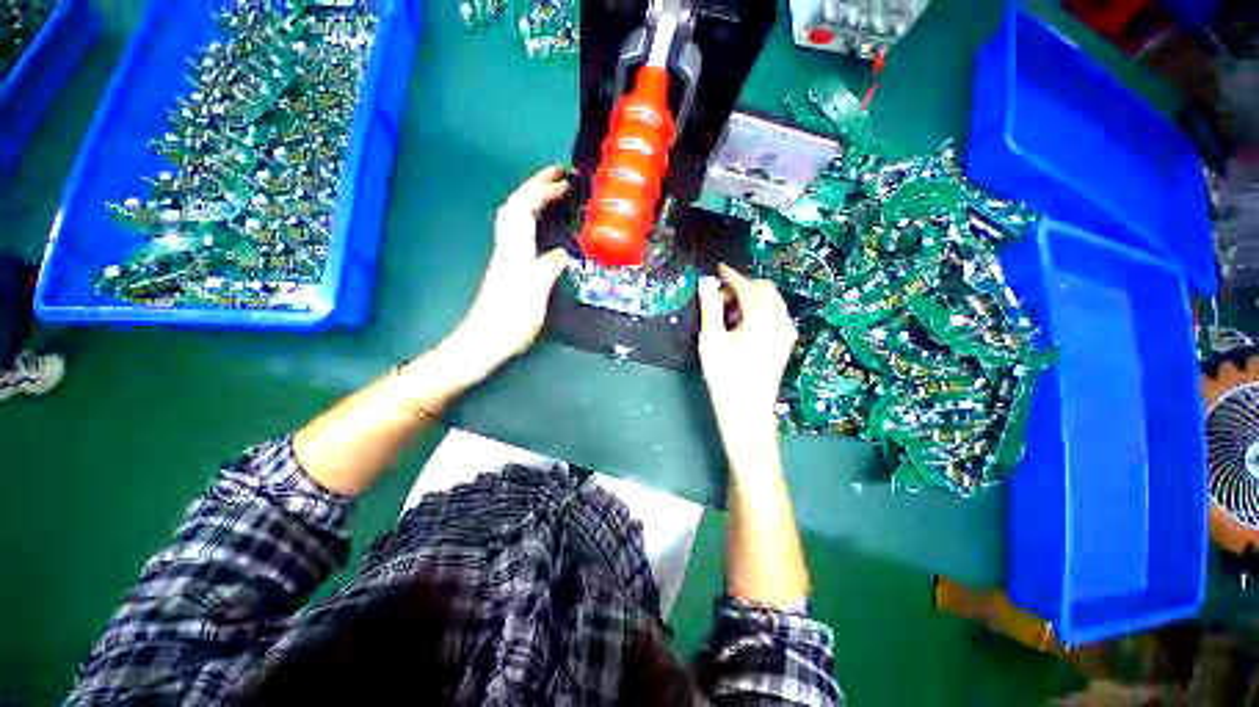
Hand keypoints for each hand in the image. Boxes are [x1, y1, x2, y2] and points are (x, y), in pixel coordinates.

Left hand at [441, 166, 571, 379]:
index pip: (523, 209)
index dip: (541, 191)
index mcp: (514, 253)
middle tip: (560, 176)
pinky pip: (520, 233)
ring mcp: (506, 259)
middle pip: (515, 207)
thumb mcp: (533, 299)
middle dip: (536, 186)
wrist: (480, 345)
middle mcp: (507, 250)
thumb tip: (564, 252)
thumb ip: (547, 271)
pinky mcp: (508, 269)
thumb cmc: (507, 325)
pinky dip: (533, 219)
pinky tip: (544, 226)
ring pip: (515, 218)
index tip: (564, 181)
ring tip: (555, 193)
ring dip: (533, 199)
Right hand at [697, 264, 796, 440]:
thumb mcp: (711, 339)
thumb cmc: (725, 374)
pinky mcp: (785, 344)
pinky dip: (761, 310)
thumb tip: (707, 283)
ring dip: (752, 298)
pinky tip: (744, 324)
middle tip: (720, 297)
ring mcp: (786, 332)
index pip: (748, 286)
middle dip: (743, 286)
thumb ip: (710, 307)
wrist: (746, 409)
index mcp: (762, 317)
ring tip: (730, 312)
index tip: (718, 269)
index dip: (731, 276)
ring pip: (773, 301)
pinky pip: (776, 315)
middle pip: (765, 289)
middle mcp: (780, 320)